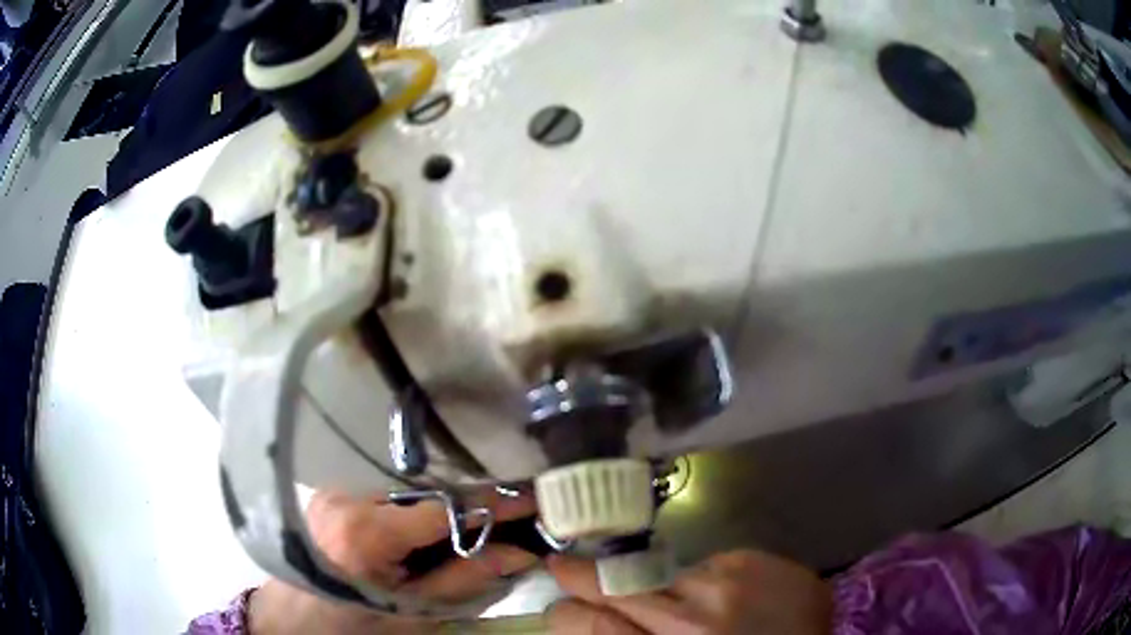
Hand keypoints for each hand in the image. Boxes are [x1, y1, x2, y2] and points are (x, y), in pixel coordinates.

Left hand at [249, 489, 538, 634]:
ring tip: (465, 527)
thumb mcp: (415, 611)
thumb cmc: (356, 625)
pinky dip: (414, 507)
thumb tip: (522, 551)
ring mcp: (335, 488)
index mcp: (364, 533)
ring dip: (441, 506)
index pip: (444, 507)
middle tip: (506, 518)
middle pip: (427, 491)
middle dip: (469, 504)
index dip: (493, 502)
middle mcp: (346, 497)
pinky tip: (425, 528)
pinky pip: (387, 491)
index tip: (534, 495)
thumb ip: (466, 578)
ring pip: (408, 489)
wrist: (297, 619)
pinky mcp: (332, 490)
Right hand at [546, 550, 831, 634]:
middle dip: (584, 577)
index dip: (567, 611)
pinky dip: (701, 582)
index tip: (557, 601)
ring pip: (658, 575)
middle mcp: (693, 619)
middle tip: (564, 568)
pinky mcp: (752, 559)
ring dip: (659, 589)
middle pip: (618, 588)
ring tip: (687, 609)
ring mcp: (726, 583)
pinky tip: (724, 599)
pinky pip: (702, 565)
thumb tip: (588, 620)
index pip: (595, 625)